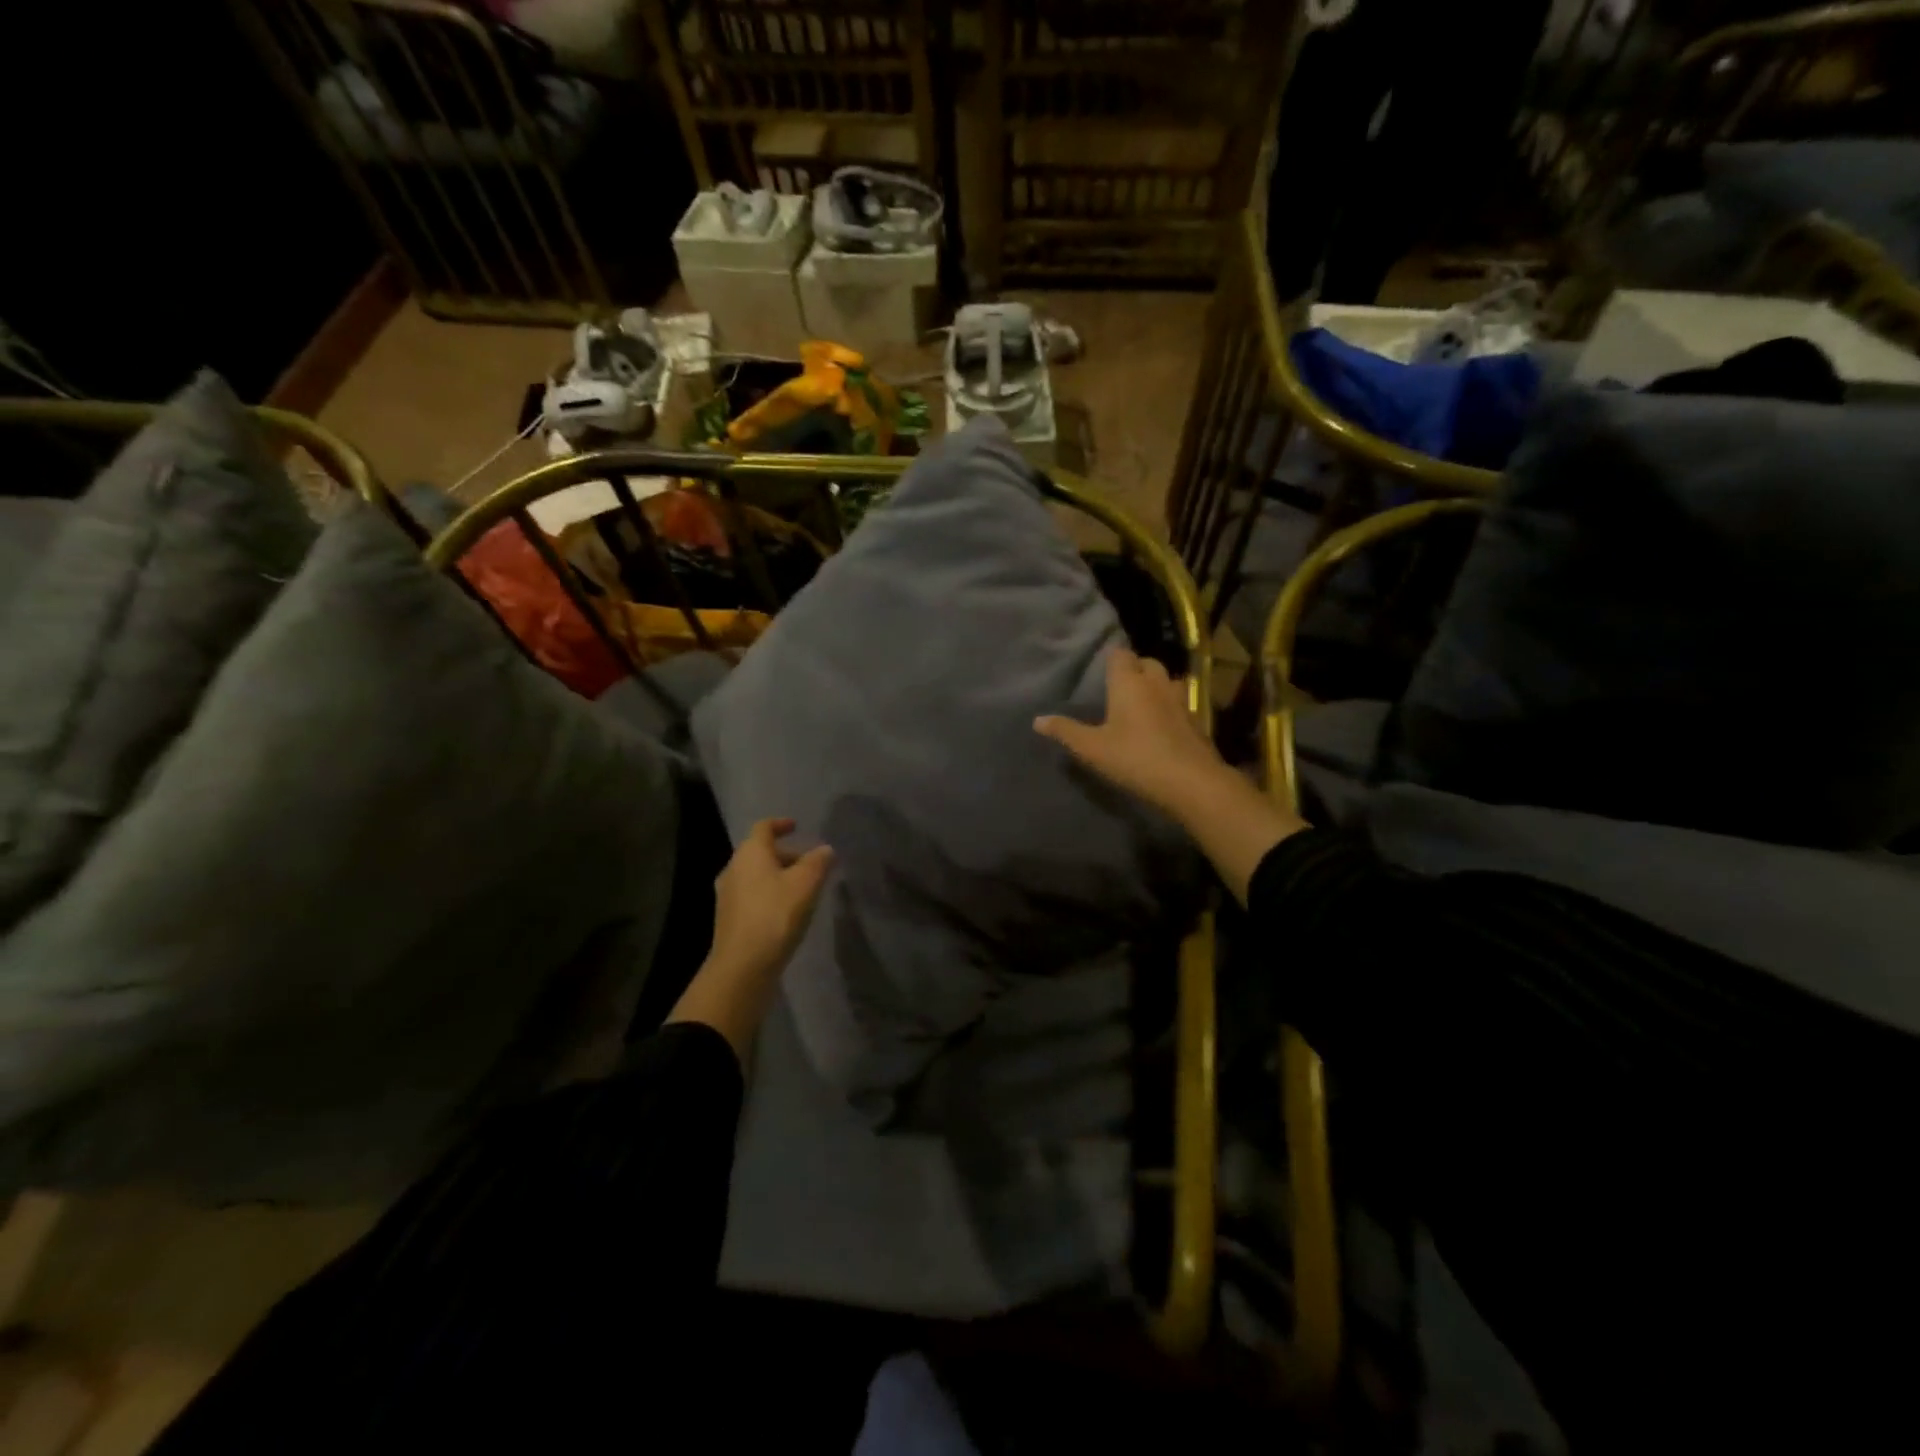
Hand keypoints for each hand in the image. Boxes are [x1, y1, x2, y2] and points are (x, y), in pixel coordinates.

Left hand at [668, 818, 833, 1061]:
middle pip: (759, 852)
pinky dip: (769, 893)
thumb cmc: (776, 915)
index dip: (781, 824)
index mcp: (750, 853)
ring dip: (777, 875)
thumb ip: (818, 862)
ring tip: (802, 888)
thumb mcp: (806, 884)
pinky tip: (786, 910)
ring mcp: (727, 895)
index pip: (764, 827)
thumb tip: (825, 849)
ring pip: (755, 875)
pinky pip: (752, 895)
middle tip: (809, 863)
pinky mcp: (729, 918)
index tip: (796, 826)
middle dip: (785, 854)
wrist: (742, 966)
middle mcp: (733, 868)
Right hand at [1035, 647, 1225, 817]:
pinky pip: (1179, 702)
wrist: (1191, 782)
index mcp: (1129, 682)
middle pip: (1146, 663)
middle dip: (1133, 670)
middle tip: (1117, 690)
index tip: (1099, 673)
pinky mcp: (1196, 720)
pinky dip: (1169, 707)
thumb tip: (1037, 720)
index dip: (1110, 660)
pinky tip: (1161, 725)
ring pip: (1166, 681)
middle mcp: (1156, 683)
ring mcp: (1180, 700)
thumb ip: (1066, 731)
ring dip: (1154, 686)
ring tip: (1140, 704)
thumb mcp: (1092, 749)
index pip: (1120, 654)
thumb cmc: (1135, 758)